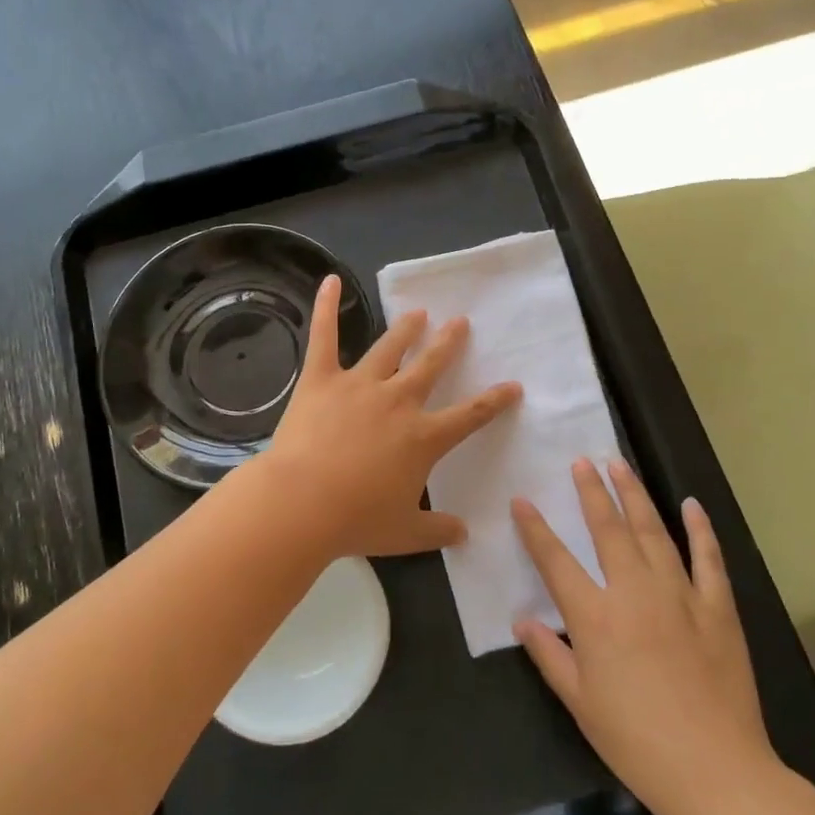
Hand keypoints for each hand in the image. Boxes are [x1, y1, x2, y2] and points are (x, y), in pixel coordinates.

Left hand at [261, 275, 521, 559]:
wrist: (301, 503)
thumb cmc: (356, 520)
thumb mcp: (404, 533)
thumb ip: (437, 530)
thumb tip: (463, 533)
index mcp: (423, 437)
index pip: (470, 416)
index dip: (494, 400)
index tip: (513, 386)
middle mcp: (398, 402)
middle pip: (431, 366)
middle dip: (448, 344)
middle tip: (460, 323)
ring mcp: (359, 385)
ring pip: (389, 348)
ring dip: (406, 328)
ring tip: (418, 313)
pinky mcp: (321, 379)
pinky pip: (324, 337)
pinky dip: (325, 308)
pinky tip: (329, 281)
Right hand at [511, 459, 780, 814]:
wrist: (715, 770)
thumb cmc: (636, 741)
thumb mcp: (580, 703)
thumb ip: (549, 655)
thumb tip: (522, 620)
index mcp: (595, 617)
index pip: (555, 561)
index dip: (535, 529)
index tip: (522, 501)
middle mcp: (634, 592)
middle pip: (608, 530)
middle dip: (591, 492)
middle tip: (582, 461)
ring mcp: (680, 595)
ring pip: (653, 532)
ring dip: (635, 495)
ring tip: (620, 465)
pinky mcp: (718, 608)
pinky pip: (708, 558)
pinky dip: (700, 529)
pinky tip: (690, 505)